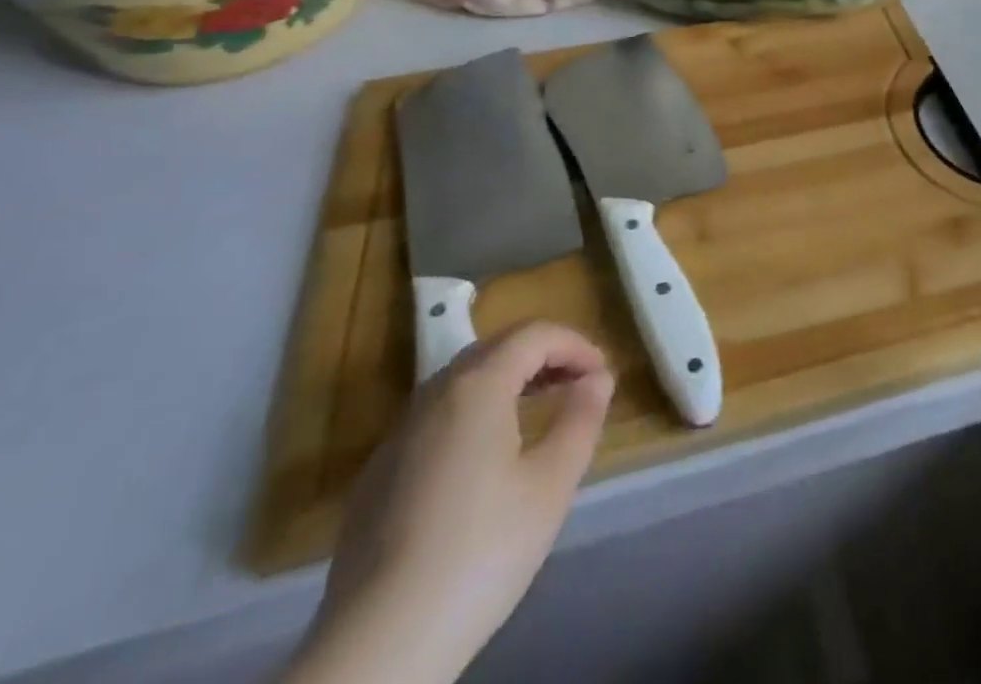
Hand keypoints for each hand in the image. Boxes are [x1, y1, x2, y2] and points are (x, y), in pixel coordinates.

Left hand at [285, 321, 613, 683]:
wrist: (378, 646)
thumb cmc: (480, 552)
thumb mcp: (551, 485)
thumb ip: (580, 420)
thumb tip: (596, 378)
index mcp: (477, 386)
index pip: (534, 335)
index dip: (575, 344)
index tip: (602, 373)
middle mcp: (433, 394)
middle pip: (496, 348)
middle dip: (543, 356)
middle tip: (578, 382)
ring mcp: (398, 435)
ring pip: (462, 381)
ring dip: (508, 380)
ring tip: (539, 409)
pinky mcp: (377, 475)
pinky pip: (436, 417)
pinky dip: (474, 412)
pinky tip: (486, 456)